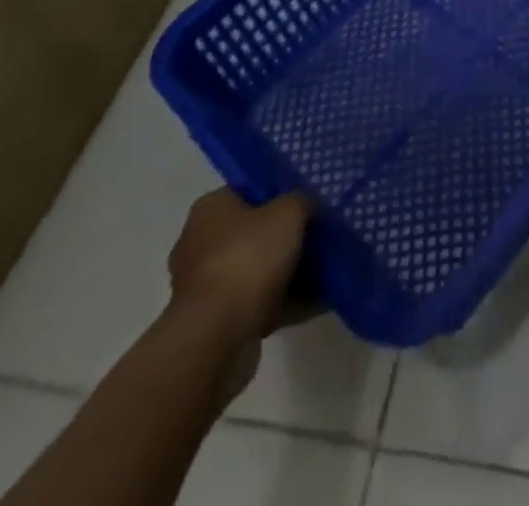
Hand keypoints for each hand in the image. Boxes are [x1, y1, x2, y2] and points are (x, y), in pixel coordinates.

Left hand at [167, 189, 312, 341]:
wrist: (216, 338)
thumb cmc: (248, 259)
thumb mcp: (288, 213)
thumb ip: (302, 200)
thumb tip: (307, 204)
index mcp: (211, 209)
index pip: (248, 189)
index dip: (279, 192)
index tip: (308, 200)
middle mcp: (201, 242)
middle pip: (254, 231)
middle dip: (285, 236)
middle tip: (320, 234)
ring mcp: (207, 285)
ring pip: (258, 269)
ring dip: (288, 271)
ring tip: (327, 268)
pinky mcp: (217, 321)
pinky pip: (259, 302)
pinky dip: (286, 301)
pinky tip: (320, 300)